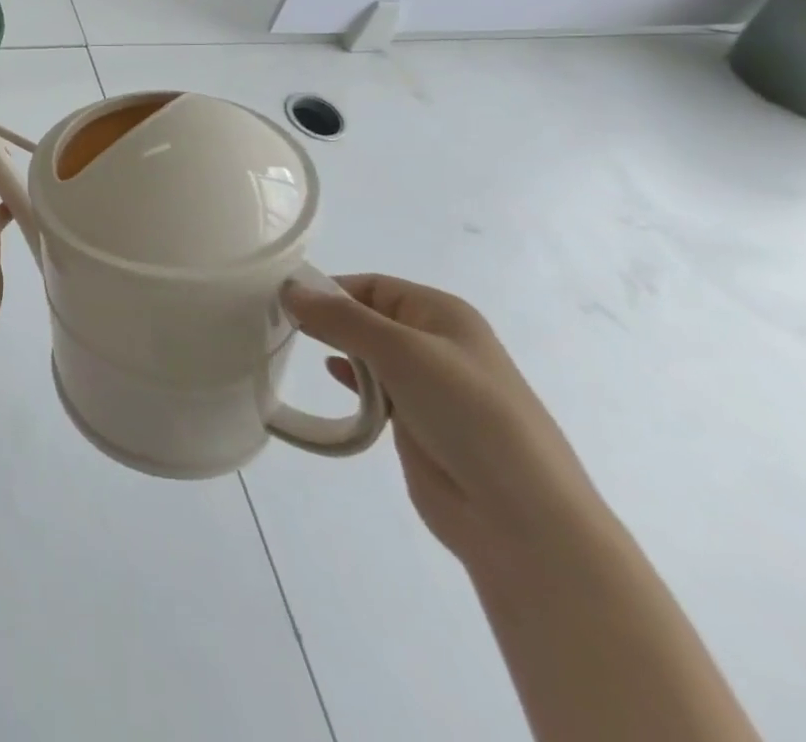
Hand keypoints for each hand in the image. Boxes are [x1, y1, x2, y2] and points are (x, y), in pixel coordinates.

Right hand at [285, 274, 605, 569]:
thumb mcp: (401, 351)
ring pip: (370, 354)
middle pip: (369, 317)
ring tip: (296, 348)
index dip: (330, 288)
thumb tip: (289, 289)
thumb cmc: (467, 414)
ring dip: (338, 349)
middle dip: (330, 318)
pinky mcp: (419, 425)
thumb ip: (342, 318)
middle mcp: (437, 343)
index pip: (373, 285)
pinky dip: (352, 382)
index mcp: (443, 314)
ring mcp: (430, 387)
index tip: (285, 300)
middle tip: (282, 323)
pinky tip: (333, 379)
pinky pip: (376, 390)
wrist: (522, 519)